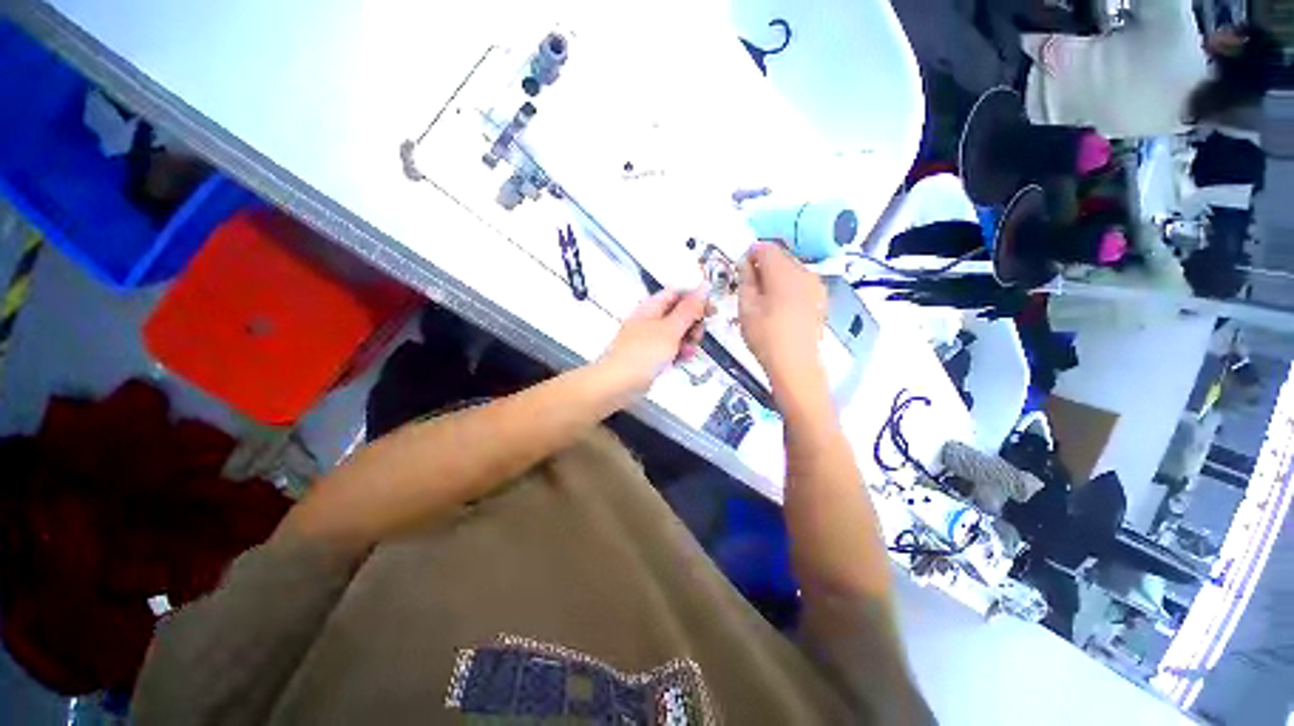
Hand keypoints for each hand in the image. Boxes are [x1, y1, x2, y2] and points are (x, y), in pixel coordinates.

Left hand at [598, 289, 707, 395]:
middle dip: (693, 324)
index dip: (696, 299)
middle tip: (696, 335)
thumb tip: (703, 288)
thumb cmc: (641, 355)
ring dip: (688, 340)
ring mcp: (651, 338)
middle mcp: (651, 319)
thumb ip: (689, 310)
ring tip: (688, 351)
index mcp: (652, 306)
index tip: (710, 310)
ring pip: (678, 332)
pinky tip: (682, 360)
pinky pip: (671, 348)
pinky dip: (679, 352)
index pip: (678, 293)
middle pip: (680, 313)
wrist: (618, 384)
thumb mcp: (670, 330)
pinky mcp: (652, 355)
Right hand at [738, 243, 826, 389]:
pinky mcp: (821, 300)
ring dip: (777, 276)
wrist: (795, 364)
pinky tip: (781, 306)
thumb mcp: (746, 306)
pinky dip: (789, 287)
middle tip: (750, 285)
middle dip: (765, 265)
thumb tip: (746, 263)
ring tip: (764, 297)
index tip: (741, 268)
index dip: (751, 253)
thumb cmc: (764, 335)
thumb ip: (745, 279)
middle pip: (782, 257)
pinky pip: (802, 283)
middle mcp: (804, 272)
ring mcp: (816, 286)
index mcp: (783, 271)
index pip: (766, 248)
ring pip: (793, 270)